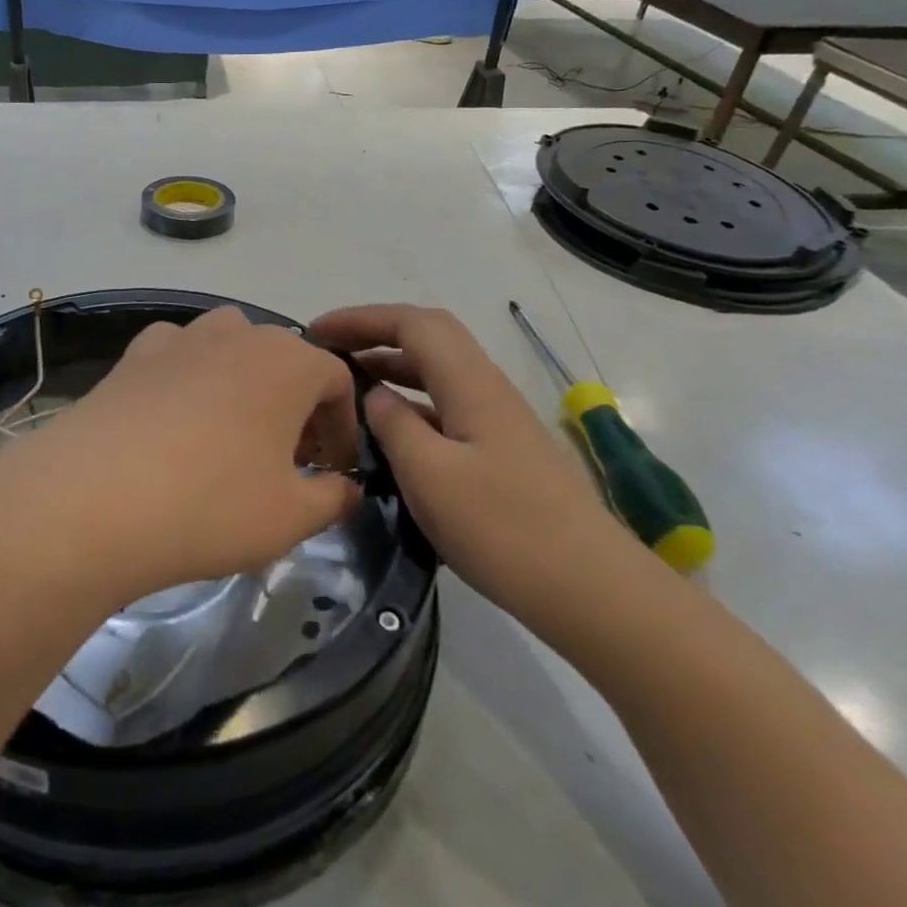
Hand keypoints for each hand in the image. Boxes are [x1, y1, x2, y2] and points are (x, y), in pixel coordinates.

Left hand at [0, 308, 362, 606]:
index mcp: (287, 361)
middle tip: (285, 459)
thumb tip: (347, 487)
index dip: (343, 426)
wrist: (93, 499)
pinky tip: (173, 422)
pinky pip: (174, 357)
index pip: (337, 380)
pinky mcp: (130, 357)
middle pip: (282, 360)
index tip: (334, 469)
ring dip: (241, 383)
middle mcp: (235, 334)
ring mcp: (177, 340)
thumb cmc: (211, 504)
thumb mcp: (291, 517)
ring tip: (230, 436)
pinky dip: (185, 379)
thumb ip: (333, 498)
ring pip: (227, 348)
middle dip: (294, 405)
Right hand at [311, 304, 642, 621]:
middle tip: (329, 351)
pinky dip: (411, 402)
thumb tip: (374, 395)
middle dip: (376, 334)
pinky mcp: (503, 451)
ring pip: (438, 372)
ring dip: (392, 366)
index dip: (362, 318)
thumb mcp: (429, 475)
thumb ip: (394, 425)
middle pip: (429, 337)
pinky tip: (391, 431)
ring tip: (349, 384)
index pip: (412, 323)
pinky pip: (447, 405)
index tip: (316, 331)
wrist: (590, 588)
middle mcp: (487, 389)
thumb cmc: (502, 528)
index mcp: (470, 384)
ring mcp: (499, 420)